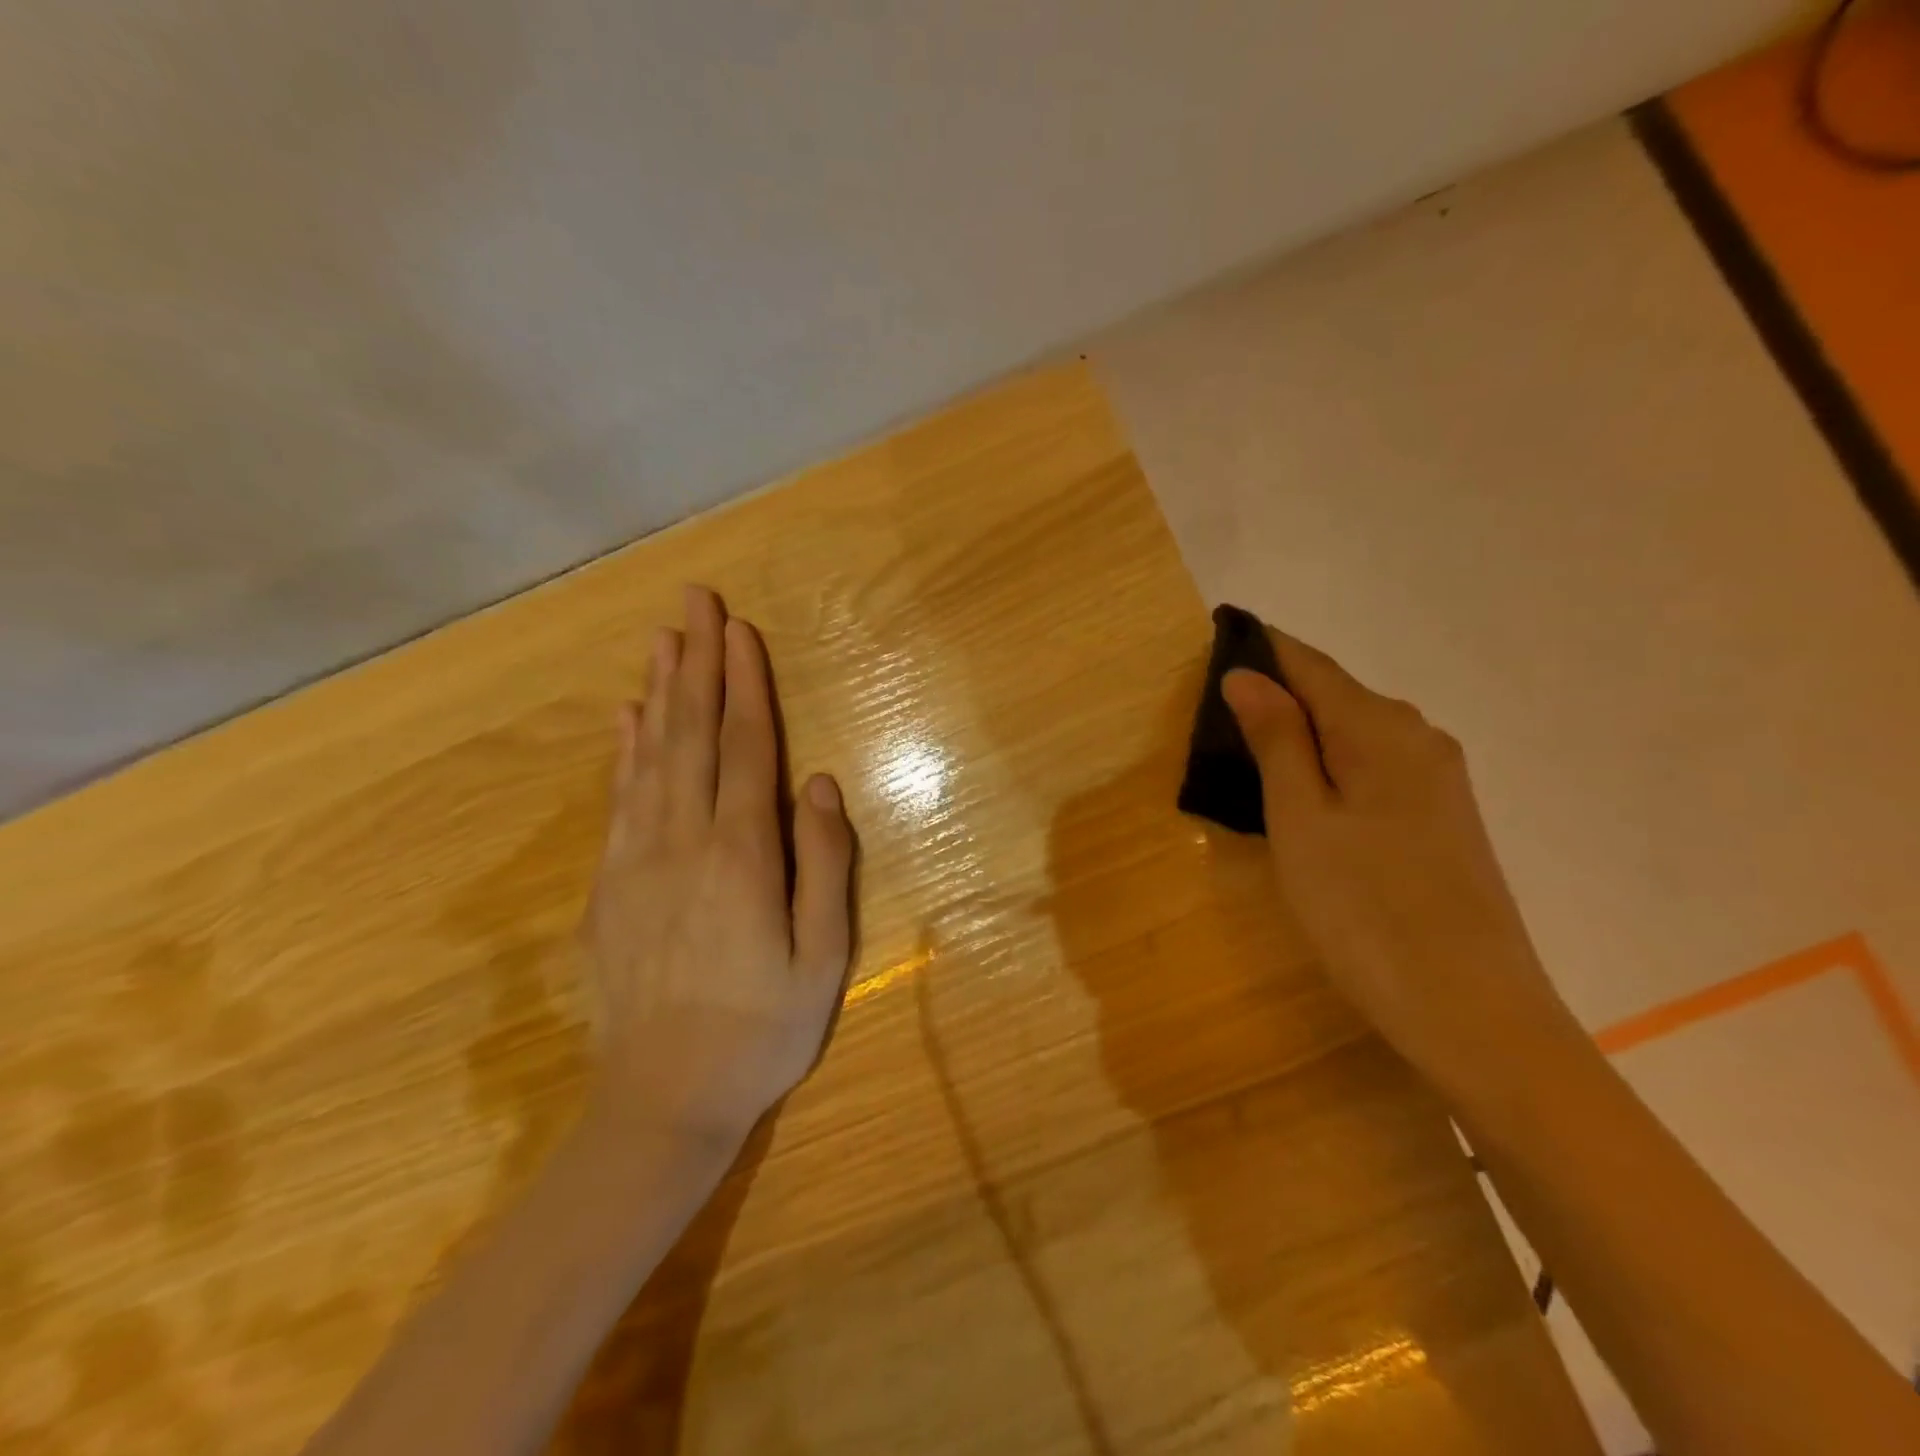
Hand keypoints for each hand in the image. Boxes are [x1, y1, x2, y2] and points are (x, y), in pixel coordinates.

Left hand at [579, 585, 855, 1150]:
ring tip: (663, 641)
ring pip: (649, 757)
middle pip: (692, 735)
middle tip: (696, 602)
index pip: (746, 748)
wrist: (663, 1099)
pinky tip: (627, 719)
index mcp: (742, 855)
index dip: (745, 685)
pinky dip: (624, 751)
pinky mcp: (609, 886)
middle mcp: (684, 841)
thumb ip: (824, 866)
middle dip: (697, 663)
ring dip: (659, 693)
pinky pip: (619, 800)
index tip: (741, 631)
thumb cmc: (762, 1029)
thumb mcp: (823, 957)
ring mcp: (637, 861)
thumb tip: (822, 785)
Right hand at [1222, 628, 1577, 1091]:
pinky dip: (1329, 765)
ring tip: (1246, 749)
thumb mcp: (1301, 821)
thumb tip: (1247, 674)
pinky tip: (1304, 793)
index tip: (1213, 642)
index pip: (1310, 664)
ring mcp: (1438, 781)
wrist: (1472, 1012)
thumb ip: (1277, 740)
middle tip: (1213, 711)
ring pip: (1354, 733)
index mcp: (1381, 729)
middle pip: (1335, 694)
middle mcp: (1419, 738)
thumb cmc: (1366, 911)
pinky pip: (1374, 767)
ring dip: (1301, 731)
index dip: (1261, 649)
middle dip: (1277, 691)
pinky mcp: (1442, 819)